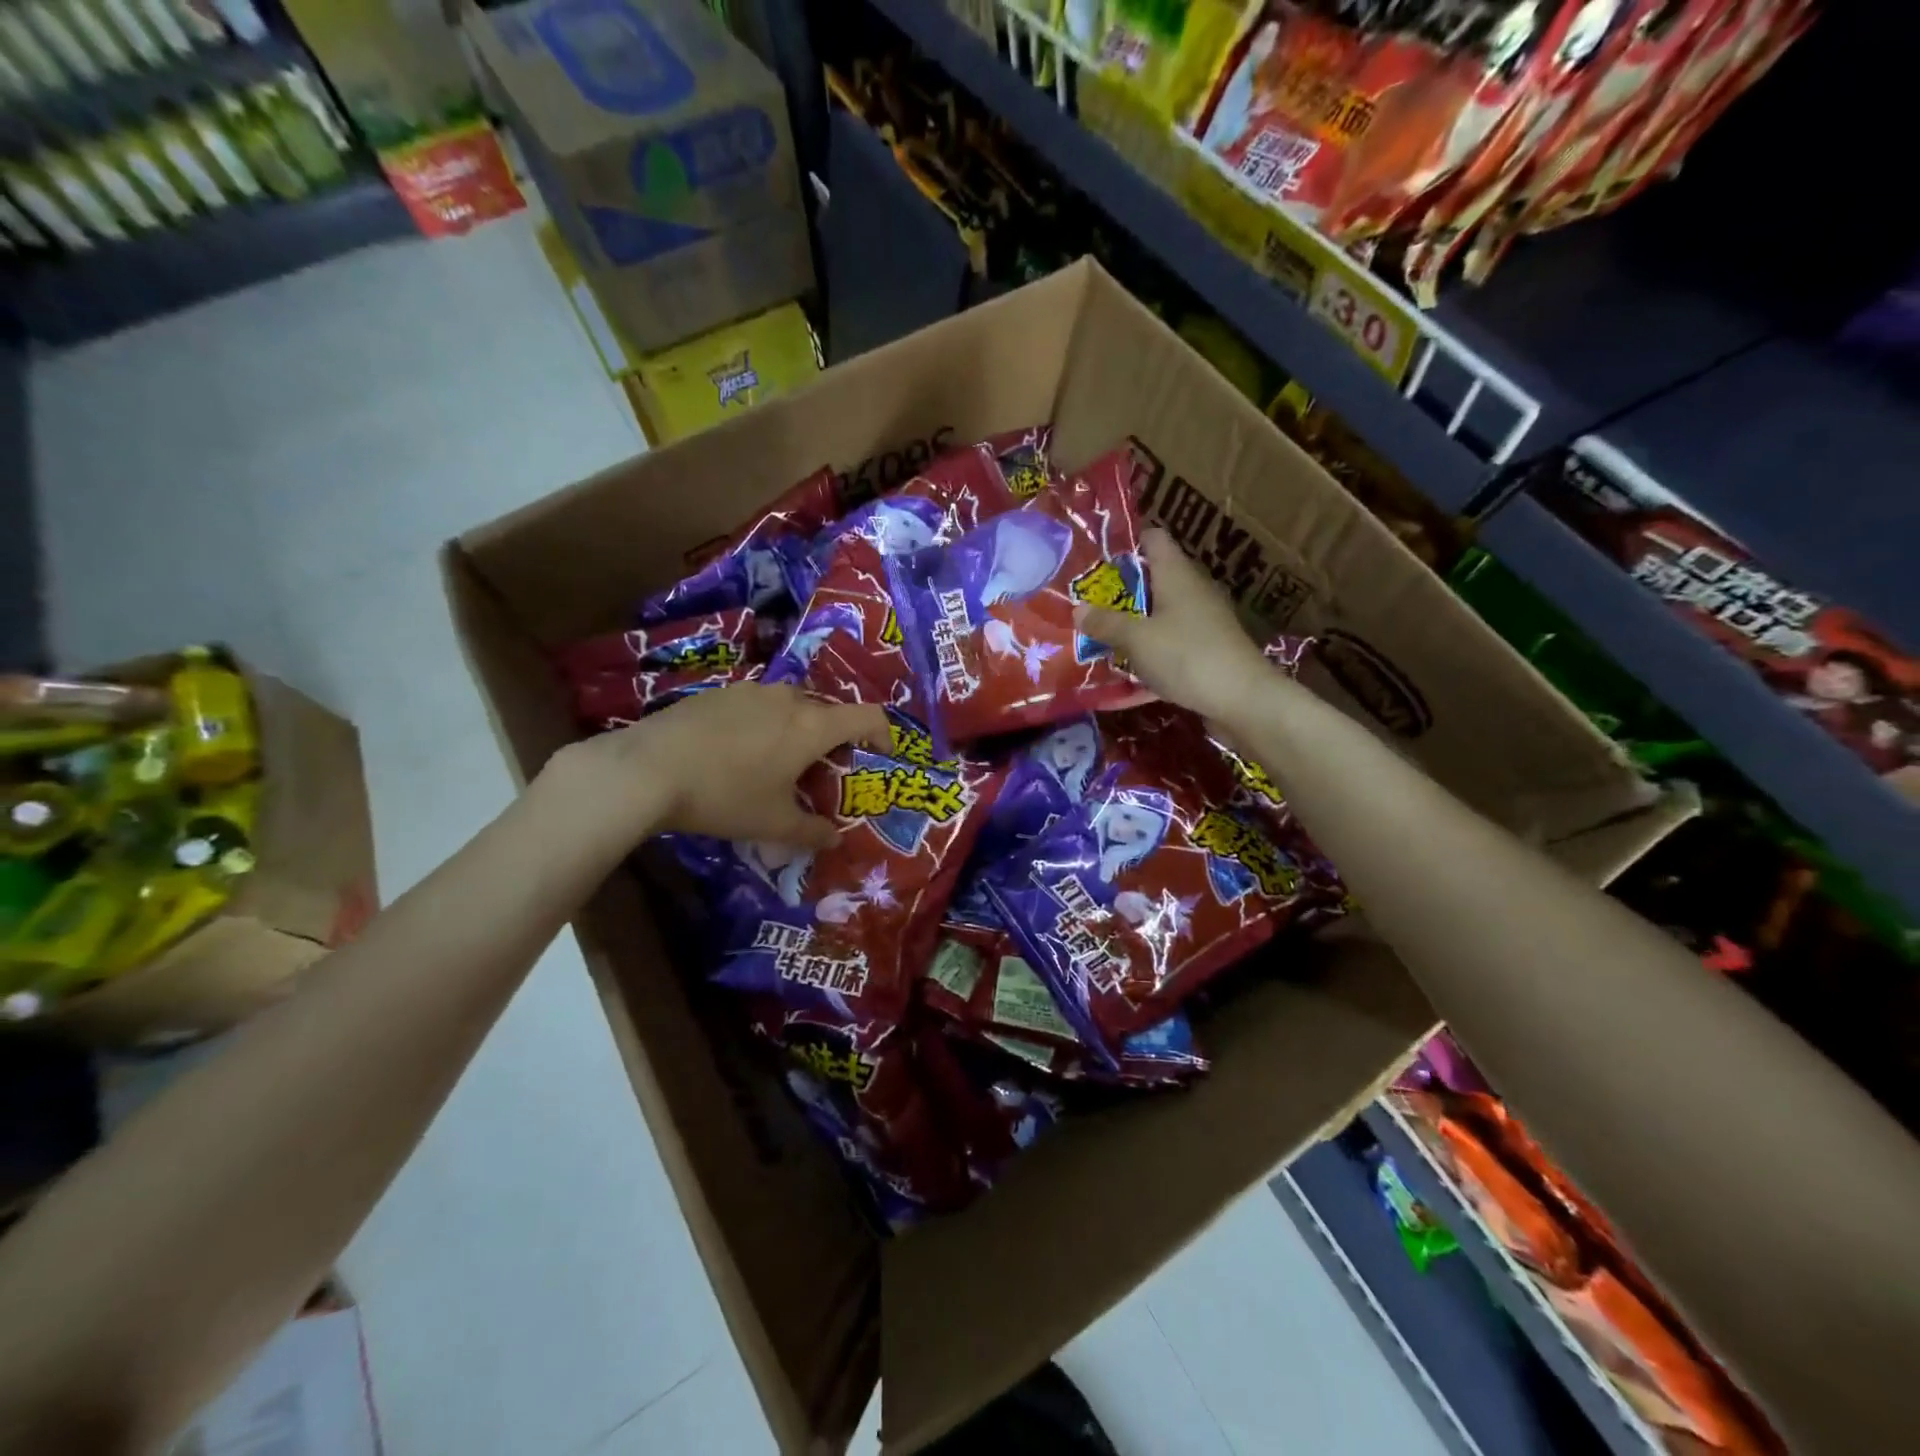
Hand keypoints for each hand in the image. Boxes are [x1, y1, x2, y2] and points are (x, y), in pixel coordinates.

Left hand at [549, 684, 889, 850]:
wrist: (646, 769)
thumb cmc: (724, 795)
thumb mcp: (772, 824)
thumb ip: (811, 832)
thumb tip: (834, 840)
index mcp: (811, 726)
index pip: (867, 716)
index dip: (882, 733)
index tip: (880, 755)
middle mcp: (787, 699)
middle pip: (827, 711)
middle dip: (834, 738)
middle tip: (821, 771)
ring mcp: (750, 691)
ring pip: (790, 705)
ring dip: (796, 729)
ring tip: (777, 762)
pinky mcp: (717, 692)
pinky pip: (757, 705)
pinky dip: (763, 724)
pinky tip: (736, 753)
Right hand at [1076, 527, 1276, 727]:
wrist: (1243, 699)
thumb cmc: (1187, 656)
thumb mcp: (1137, 639)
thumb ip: (1106, 624)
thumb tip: (1078, 610)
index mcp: (1176, 575)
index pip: (1152, 539)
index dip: (1124, 543)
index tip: (1094, 560)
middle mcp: (1191, 591)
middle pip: (1151, 579)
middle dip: (1118, 592)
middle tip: (1084, 604)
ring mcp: (1201, 622)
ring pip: (1158, 616)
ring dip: (1131, 626)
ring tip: (1096, 638)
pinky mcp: (1205, 651)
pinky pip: (1168, 646)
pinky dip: (1147, 655)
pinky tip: (1123, 676)